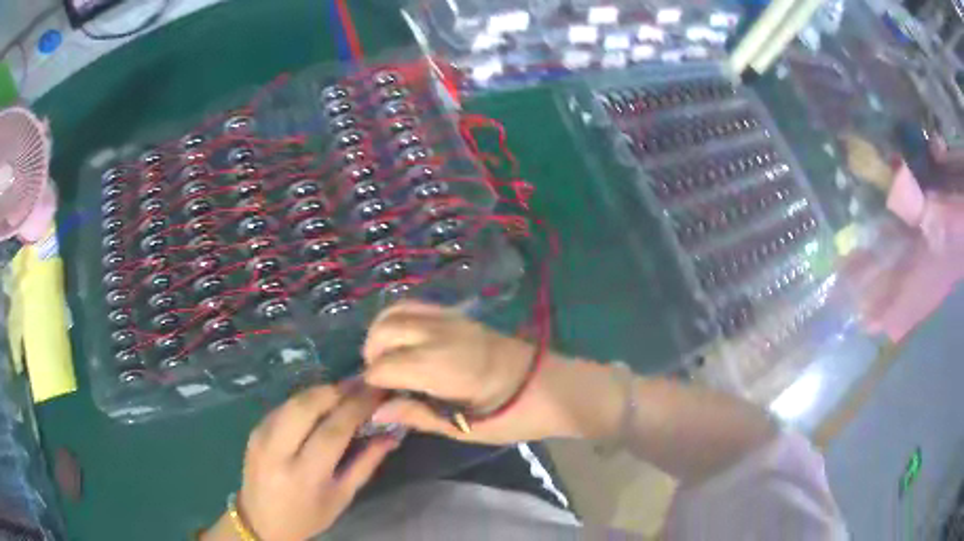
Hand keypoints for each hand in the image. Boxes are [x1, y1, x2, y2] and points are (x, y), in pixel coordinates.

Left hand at [211, 386, 398, 540]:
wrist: (260, 520)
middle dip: (337, 390)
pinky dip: (306, 400)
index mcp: (304, 475)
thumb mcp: (342, 497)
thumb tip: (391, 434)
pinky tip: (321, 403)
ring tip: (346, 390)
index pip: (333, 431)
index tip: (379, 392)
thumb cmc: (308, 516)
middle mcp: (277, 451)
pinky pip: (283, 406)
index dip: (358, 407)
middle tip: (362, 384)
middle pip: (307, 406)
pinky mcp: (254, 430)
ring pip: (294, 400)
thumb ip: (366, 464)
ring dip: (322, 391)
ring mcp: (261, 437)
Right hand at [362, 301, 615, 443]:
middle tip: (382, 383)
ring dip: (381, 334)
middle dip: (372, 356)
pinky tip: (404, 343)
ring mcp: (451, 320)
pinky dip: (398, 319)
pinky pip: (416, 306)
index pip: (384, 367)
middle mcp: (440, 335)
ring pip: (395, 311)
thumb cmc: (514, 415)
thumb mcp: (466, 427)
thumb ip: (418, 415)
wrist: (554, 386)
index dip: (372, 385)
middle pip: (383, 331)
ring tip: (388, 361)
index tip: (376, 401)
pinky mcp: (459, 315)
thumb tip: (376, 412)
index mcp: (442, 367)